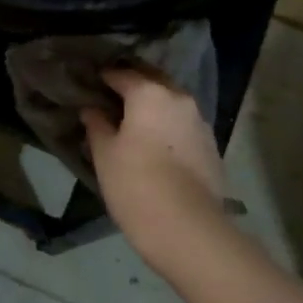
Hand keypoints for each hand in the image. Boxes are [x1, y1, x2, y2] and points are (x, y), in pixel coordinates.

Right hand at [80, 66, 229, 263]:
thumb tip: (91, 109)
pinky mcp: (211, 146)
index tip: (92, 84)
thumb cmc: (135, 184)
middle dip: (134, 85)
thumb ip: (97, 125)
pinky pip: (184, 125)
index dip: (104, 78)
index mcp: (149, 93)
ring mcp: (200, 122)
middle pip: (153, 81)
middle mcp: (179, 98)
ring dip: (155, 106)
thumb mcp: (105, 155)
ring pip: (172, 102)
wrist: (187, 227)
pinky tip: (158, 144)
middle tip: (113, 98)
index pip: (122, 74)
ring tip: (136, 122)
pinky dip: (169, 126)